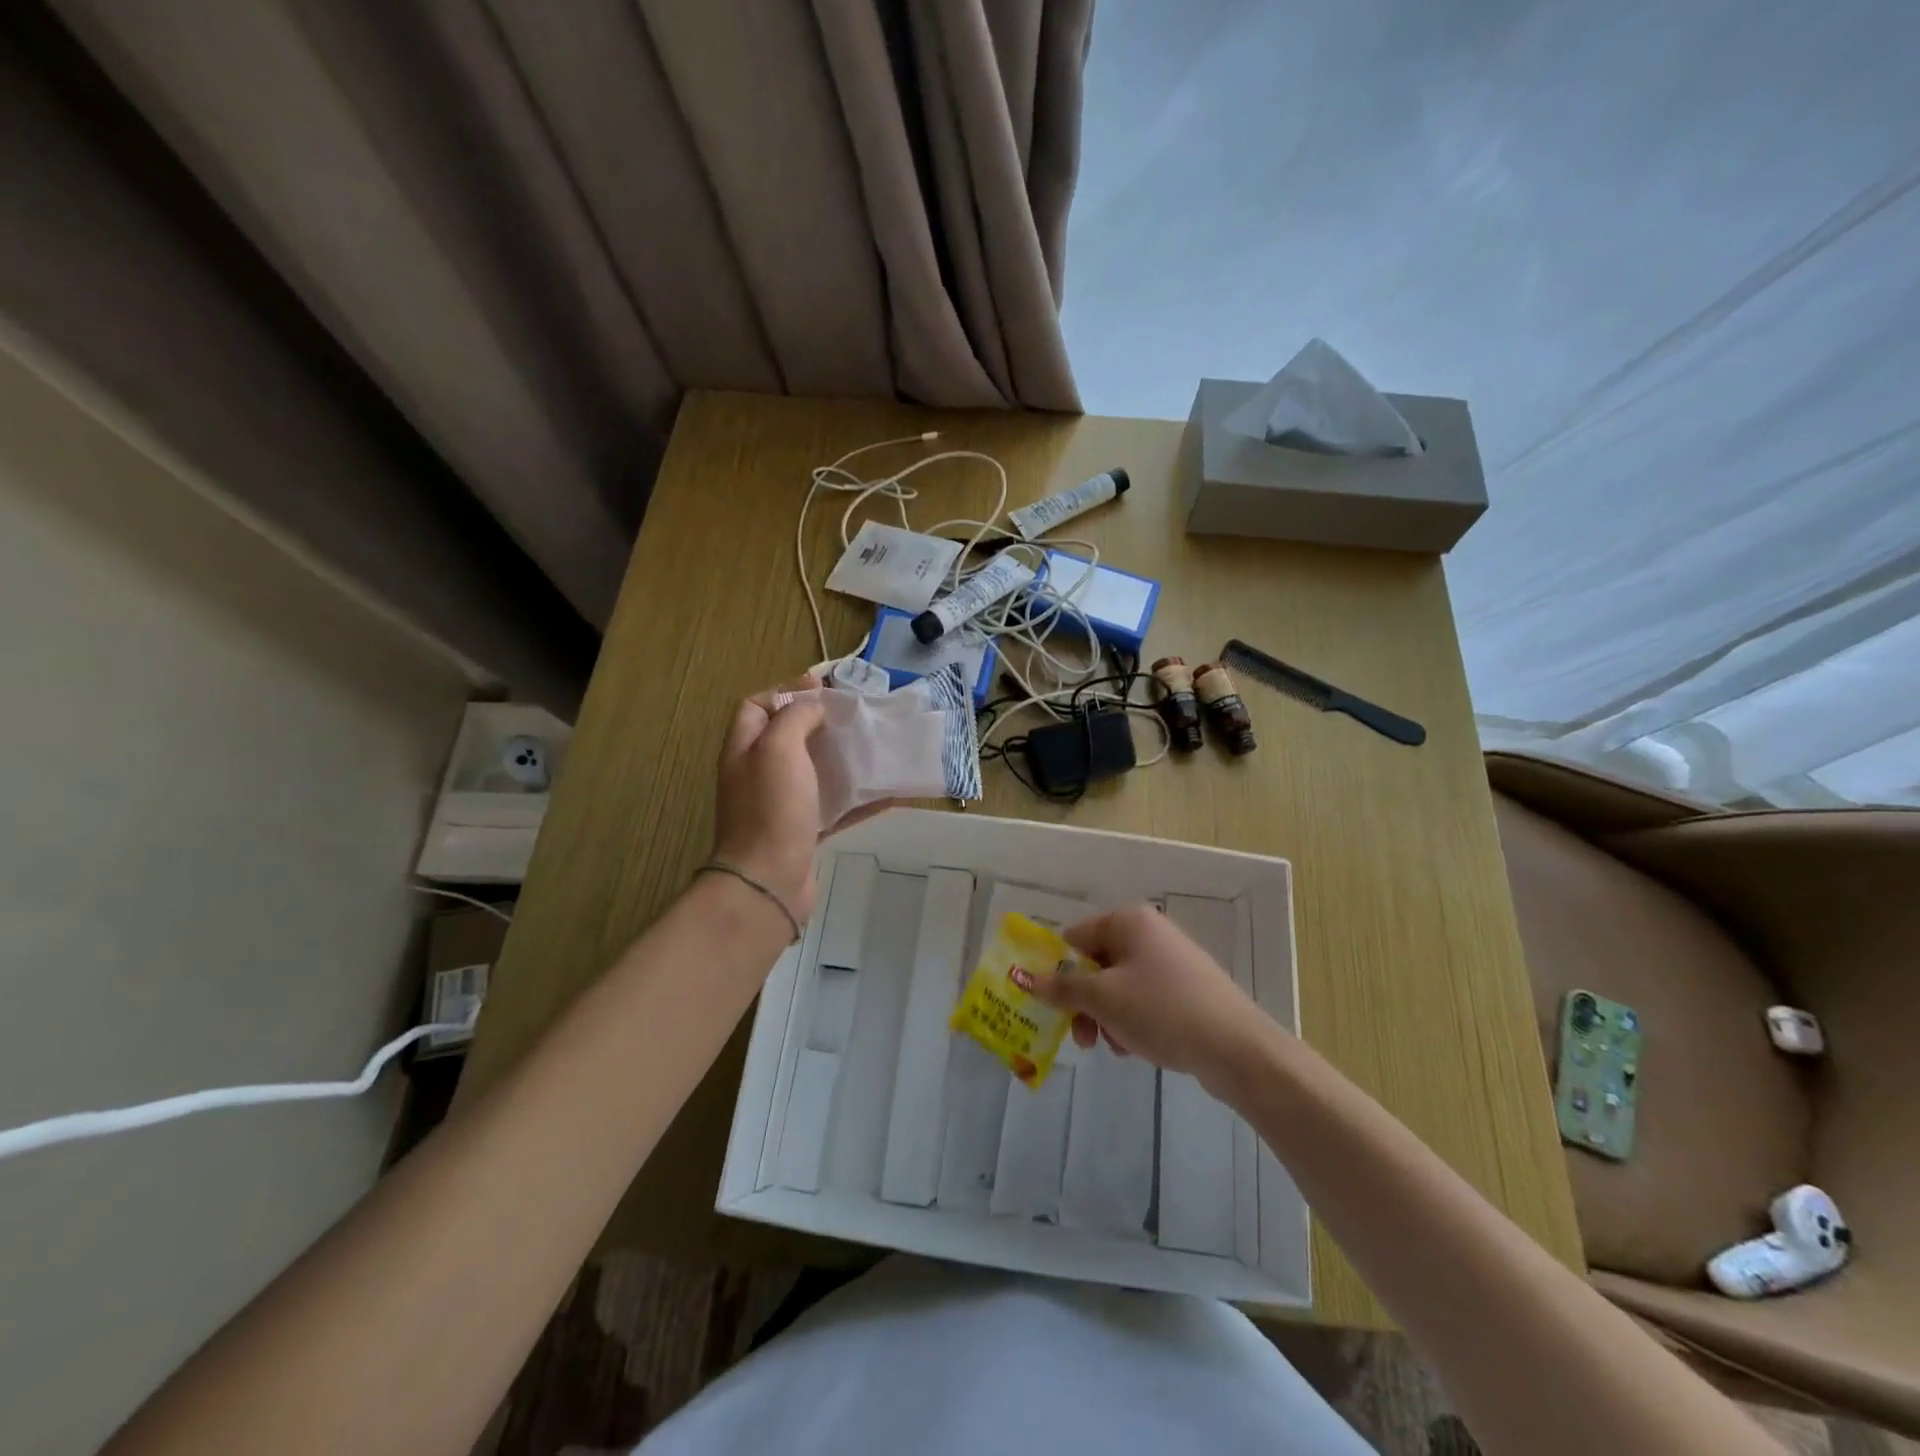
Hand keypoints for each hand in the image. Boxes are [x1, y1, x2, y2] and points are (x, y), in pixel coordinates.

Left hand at [711, 678, 901, 923]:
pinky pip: (835, 806)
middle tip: (856, 716)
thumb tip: (814, 708)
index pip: (757, 705)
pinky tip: (890, 792)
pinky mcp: (805, 831)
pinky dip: (860, 798)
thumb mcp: (778, 747)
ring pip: (815, 770)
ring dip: (843, 758)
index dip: (787, 690)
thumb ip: (795, 716)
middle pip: (789, 736)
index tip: (824, 688)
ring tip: (875, 746)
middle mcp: (759, 773)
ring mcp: (782, 804)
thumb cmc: (771, 808)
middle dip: (822, 723)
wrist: (769, 880)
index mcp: (745, 748)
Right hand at [1030, 904, 1275, 1078]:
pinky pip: (1143, 999)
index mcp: (1128, 921)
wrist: (1237, 1048)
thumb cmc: (1162, 1011)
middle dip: (1083, 1002)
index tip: (1050, 1007)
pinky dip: (1131, 1021)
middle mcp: (1149, 932)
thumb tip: (1025, 978)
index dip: (1057, 971)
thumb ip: (1062, 988)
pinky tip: (1136, 1048)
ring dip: (1106, 1016)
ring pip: (1118, 985)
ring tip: (1114, 1046)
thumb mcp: (1103, 999)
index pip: (1074, 938)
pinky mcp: (1187, 989)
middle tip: (1081, 1037)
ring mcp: (1171, 960)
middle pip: (1096, 963)